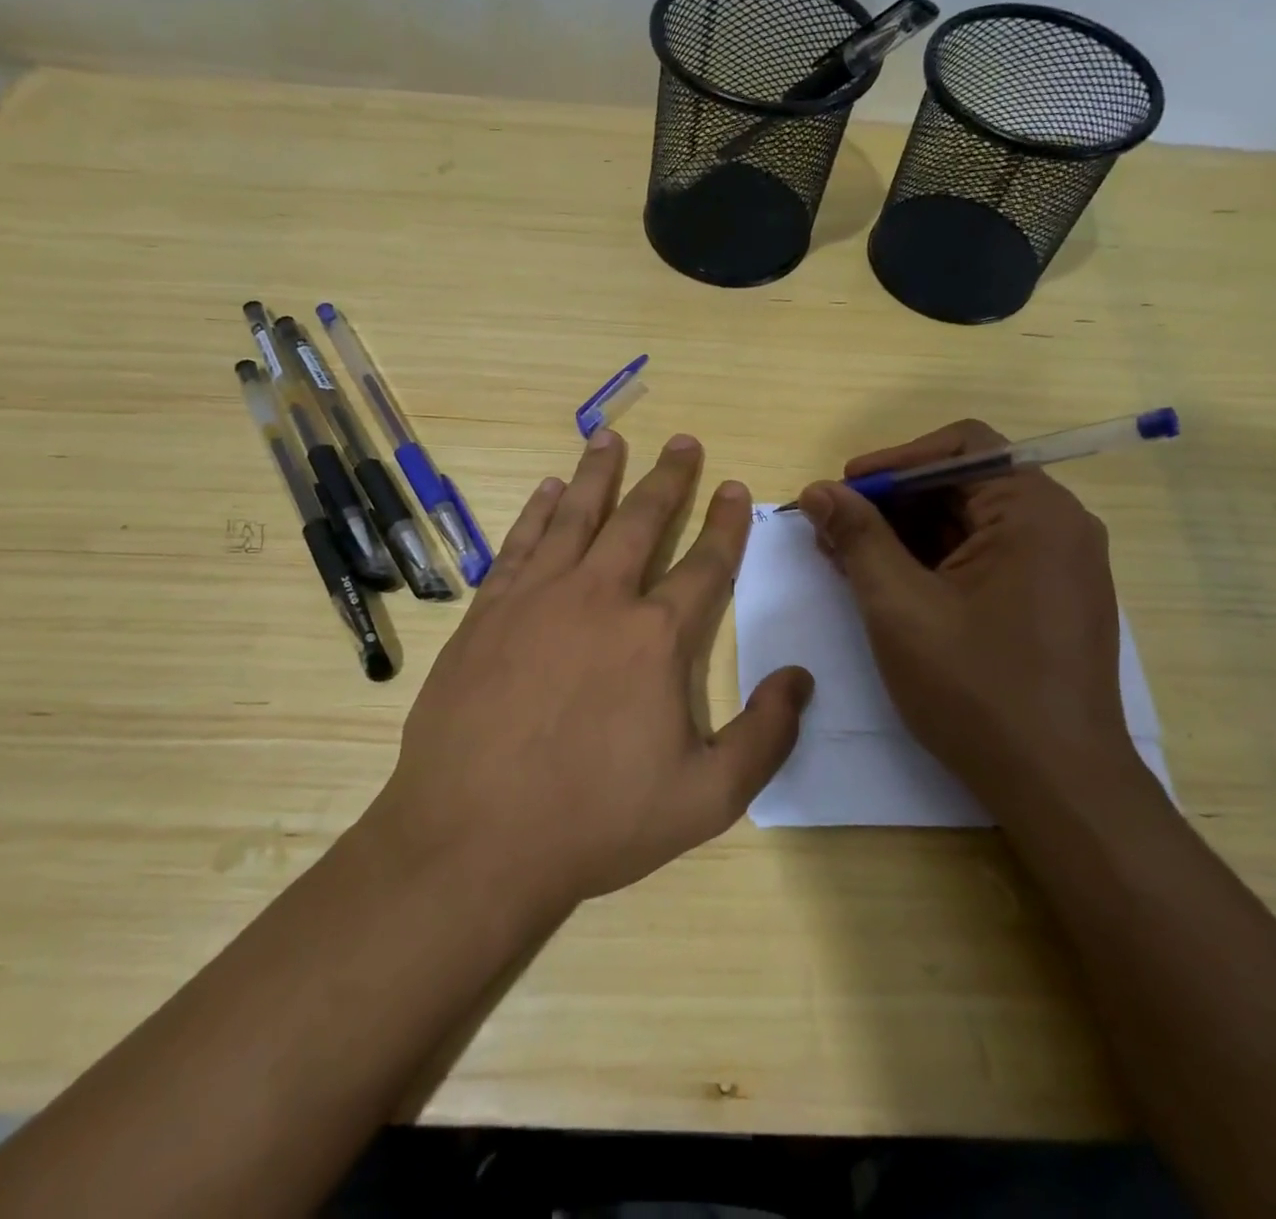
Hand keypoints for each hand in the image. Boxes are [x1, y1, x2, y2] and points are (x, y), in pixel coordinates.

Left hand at [371, 430, 811, 921]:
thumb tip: (800, 678)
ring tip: (610, 437)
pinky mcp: (488, 612)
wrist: (475, 839)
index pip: (705, 563)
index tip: (737, 487)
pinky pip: (520, 543)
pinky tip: (547, 490)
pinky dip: (537, 511)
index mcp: (656, 637)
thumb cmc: (596, 821)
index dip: (727, 523)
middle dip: (668, 477)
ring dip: (598, 473)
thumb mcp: (707, 799)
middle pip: (641, 520)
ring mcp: (537, 598)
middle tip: (682, 441)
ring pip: (575, 515)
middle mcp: (600, 598)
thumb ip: (765, 736)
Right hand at [795, 420, 1136, 805]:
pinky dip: (934, 562)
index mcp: (1034, 511)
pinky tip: (889, 585)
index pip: (961, 447)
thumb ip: (857, 537)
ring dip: (906, 534)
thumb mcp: (899, 606)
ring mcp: (1059, 566)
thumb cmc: (976, 689)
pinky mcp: (1050, 600)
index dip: (894, 461)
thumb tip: (818, 490)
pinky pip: (985, 557)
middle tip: (833, 529)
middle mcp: (1058, 526)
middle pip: (963, 484)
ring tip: (848, 559)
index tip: (842, 490)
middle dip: (892, 502)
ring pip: (970, 524)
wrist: (1058, 787)